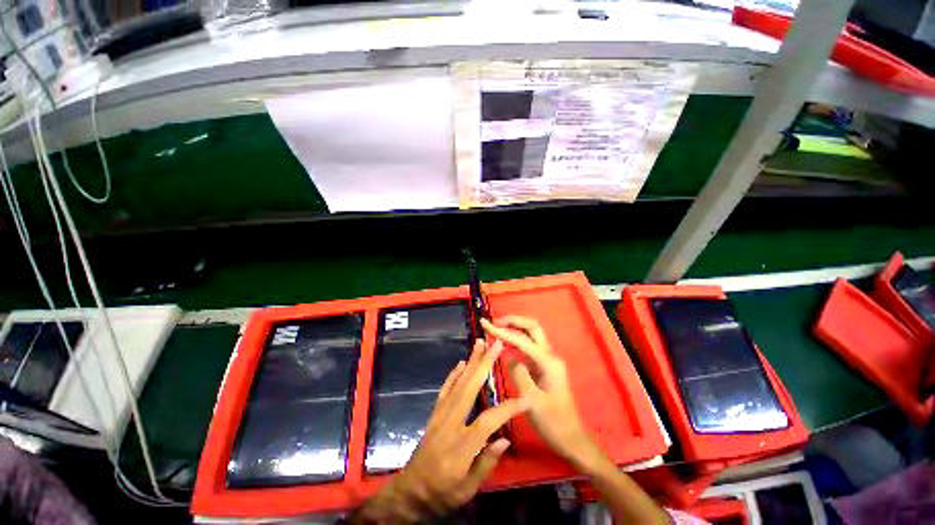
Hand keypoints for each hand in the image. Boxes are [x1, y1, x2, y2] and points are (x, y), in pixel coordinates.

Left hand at [355, 339, 527, 523]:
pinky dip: (453, 374)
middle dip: (484, 364)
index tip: (524, 399)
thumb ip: (486, 464)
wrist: (411, 492)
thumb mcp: (467, 490)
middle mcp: (449, 424)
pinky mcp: (434, 413)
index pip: (487, 421)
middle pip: (469, 389)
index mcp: (460, 447)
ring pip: (457, 384)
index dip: (506, 409)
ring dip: (470, 362)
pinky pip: (444, 390)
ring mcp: (440, 415)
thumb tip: (505, 438)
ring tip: (480, 344)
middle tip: (495, 345)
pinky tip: (461, 363)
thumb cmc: (442, 494)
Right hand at [481, 316, 592, 465]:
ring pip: (532, 334)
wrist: (571, 438)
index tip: (484, 324)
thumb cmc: (553, 423)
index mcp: (548, 362)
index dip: (502, 331)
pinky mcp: (544, 366)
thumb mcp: (532, 402)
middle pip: (532, 327)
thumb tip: (509, 357)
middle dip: (513, 320)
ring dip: (515, 327)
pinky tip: (505, 343)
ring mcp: (548, 360)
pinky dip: (516, 339)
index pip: (522, 339)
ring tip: (496, 328)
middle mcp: (550, 356)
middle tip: (494, 322)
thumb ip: (520, 375)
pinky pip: (529, 346)